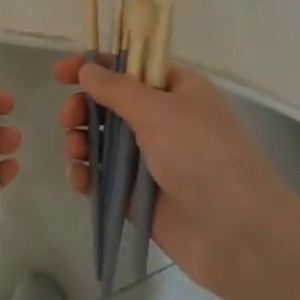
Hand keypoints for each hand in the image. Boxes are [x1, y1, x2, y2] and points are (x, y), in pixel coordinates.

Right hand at [58, 55, 297, 297]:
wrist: (237, 233)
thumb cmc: (202, 155)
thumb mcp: (158, 110)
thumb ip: (117, 89)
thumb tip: (87, 69)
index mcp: (177, 90)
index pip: (130, 67)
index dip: (96, 66)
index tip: (62, 72)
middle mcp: (164, 120)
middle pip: (111, 104)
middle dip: (84, 108)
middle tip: (68, 118)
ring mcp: (152, 160)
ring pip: (104, 142)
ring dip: (81, 142)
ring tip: (74, 153)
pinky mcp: (141, 196)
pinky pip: (106, 179)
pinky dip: (88, 176)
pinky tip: (79, 181)